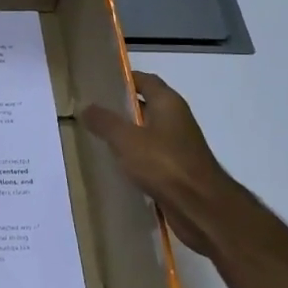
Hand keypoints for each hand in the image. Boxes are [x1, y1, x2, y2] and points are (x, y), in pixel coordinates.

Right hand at [82, 72, 252, 259]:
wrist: (201, 208)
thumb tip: (86, 106)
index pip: (145, 80)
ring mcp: (179, 146)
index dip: (124, 79)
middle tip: (92, 111)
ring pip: (147, 133)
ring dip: (127, 134)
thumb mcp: (127, 139)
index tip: (99, 83)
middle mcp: (176, 120)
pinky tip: (115, 165)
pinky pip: (151, 157)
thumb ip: (105, 122)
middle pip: (146, 106)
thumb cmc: (165, 164)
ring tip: (97, 137)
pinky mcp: (177, 171)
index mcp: (168, 104)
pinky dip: (135, 158)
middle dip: (121, 108)